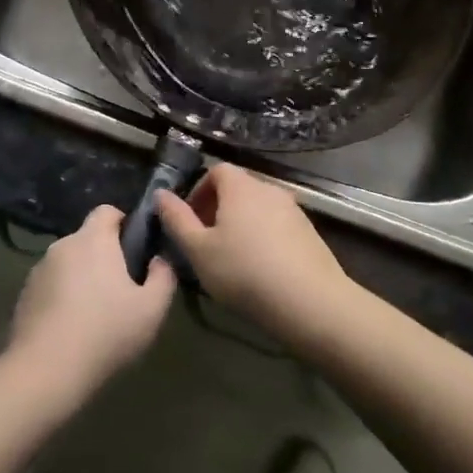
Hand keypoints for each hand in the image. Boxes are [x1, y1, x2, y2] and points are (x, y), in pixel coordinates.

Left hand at [7, 205, 174, 402]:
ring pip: (68, 264)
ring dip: (81, 278)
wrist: (46, 370)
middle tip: (121, 290)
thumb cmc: (106, 332)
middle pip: (87, 239)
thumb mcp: (152, 308)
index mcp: (93, 239)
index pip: (107, 211)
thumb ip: (163, 276)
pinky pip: (50, 286)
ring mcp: (38, 270)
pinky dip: (61, 298)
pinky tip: (71, 330)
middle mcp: (63, 245)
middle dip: (104, 257)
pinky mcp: (24, 295)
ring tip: (95, 315)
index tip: (135, 249)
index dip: (123, 223)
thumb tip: (158, 260)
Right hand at [156, 165, 349, 338]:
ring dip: (241, 225)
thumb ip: (176, 219)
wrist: (310, 302)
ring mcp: (294, 210)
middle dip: (218, 210)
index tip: (190, 221)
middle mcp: (269, 189)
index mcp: (240, 186)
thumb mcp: (198, 250)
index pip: (216, 171)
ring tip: (232, 259)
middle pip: (238, 189)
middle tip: (206, 243)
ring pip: (258, 209)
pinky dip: (263, 238)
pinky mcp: (310, 232)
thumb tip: (161, 194)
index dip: (199, 191)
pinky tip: (260, 270)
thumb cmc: (244, 271)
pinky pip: (277, 226)